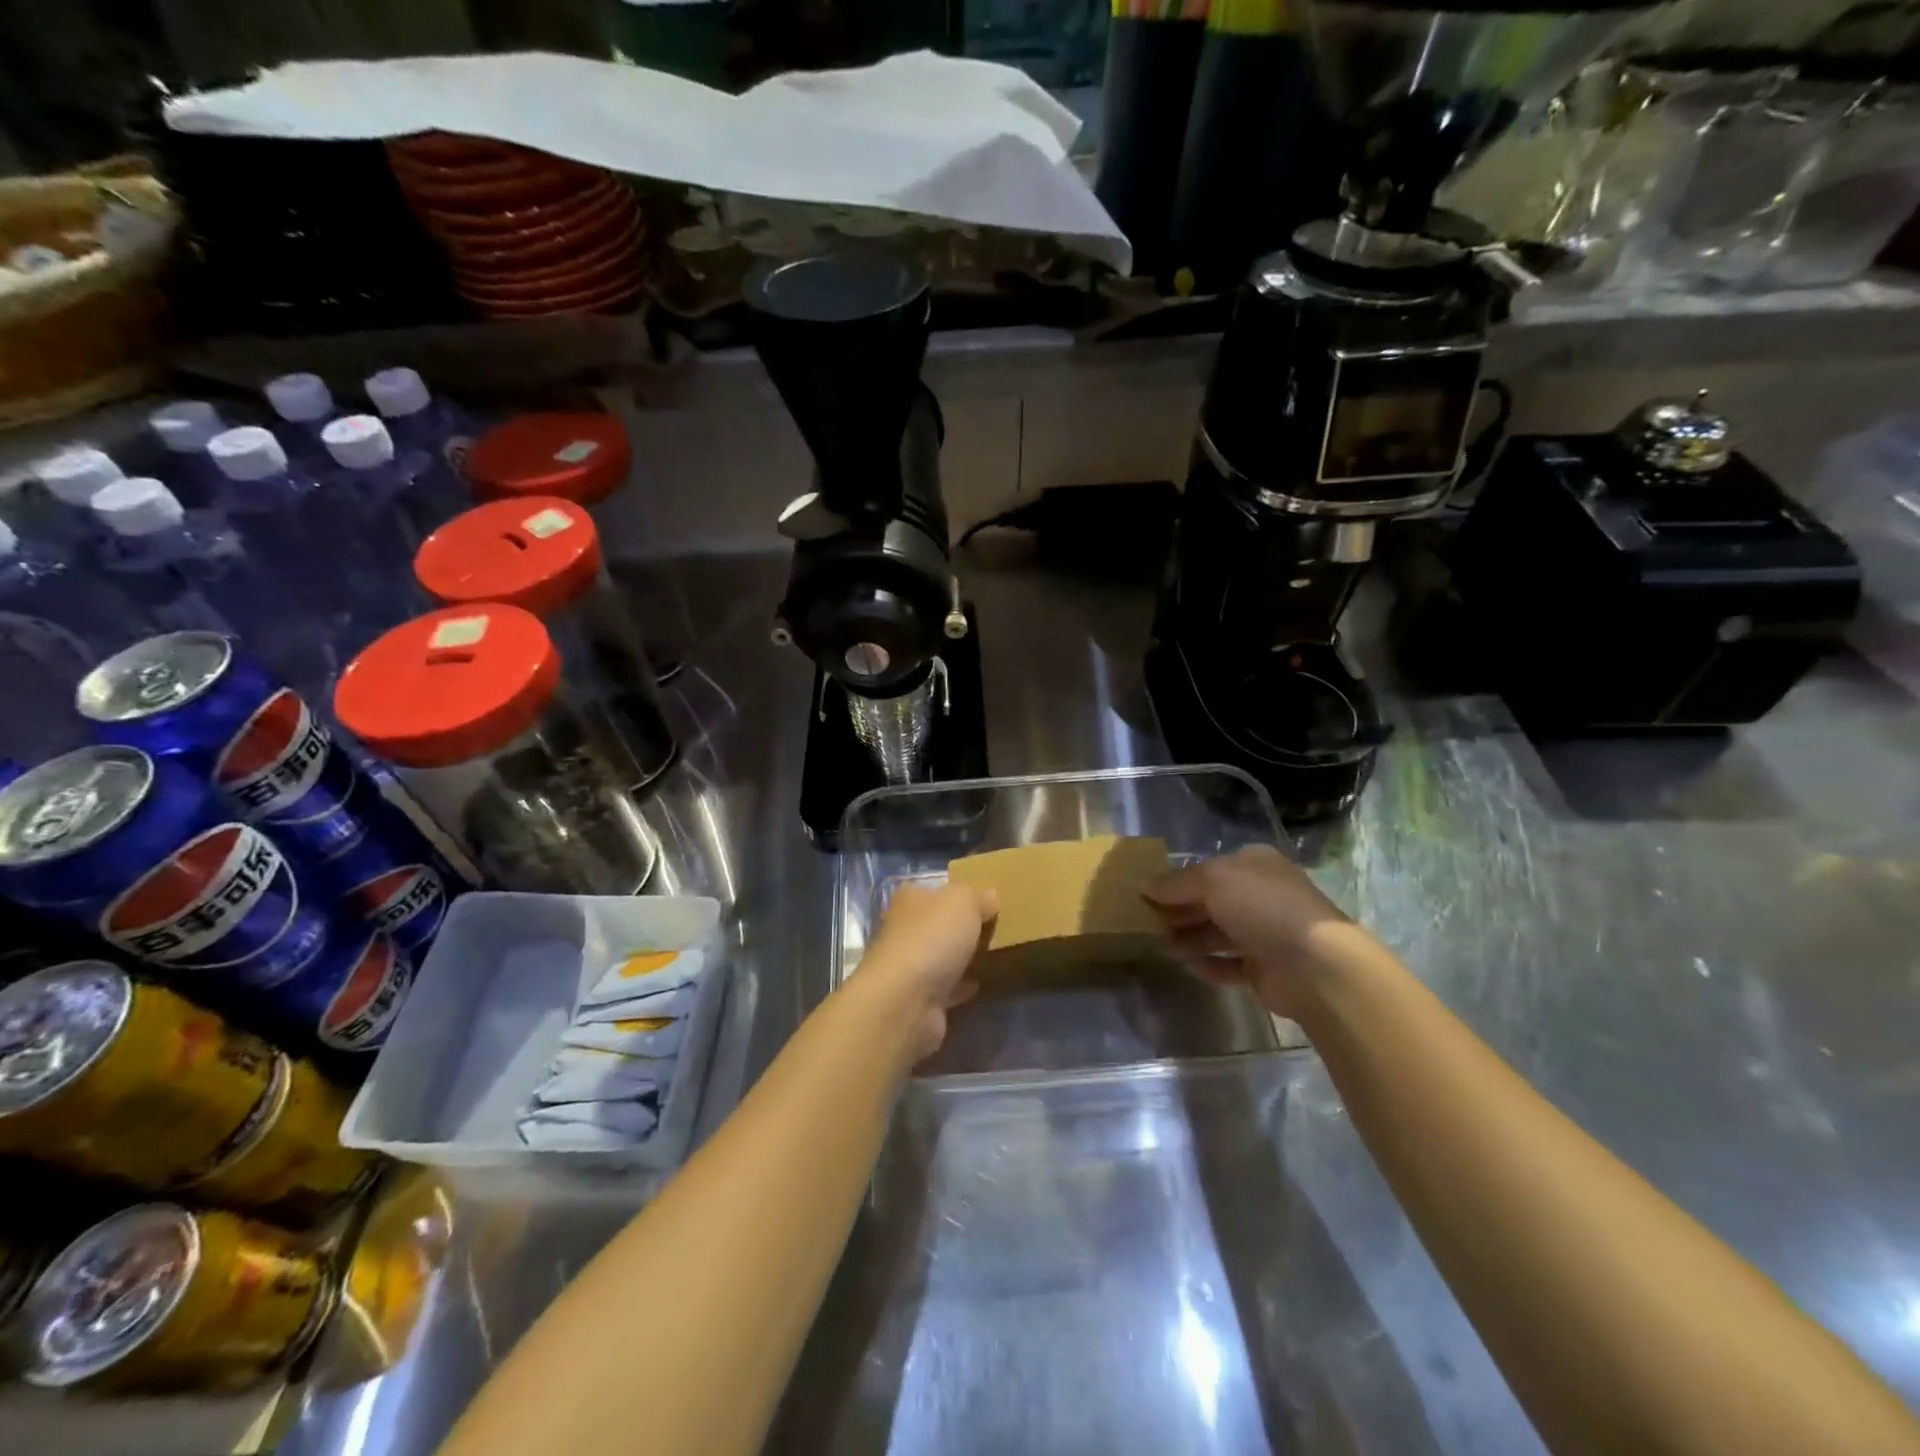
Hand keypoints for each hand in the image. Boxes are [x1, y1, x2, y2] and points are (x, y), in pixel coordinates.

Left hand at [854, 882, 998, 1061]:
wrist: (906, 1000)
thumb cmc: (932, 938)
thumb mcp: (964, 902)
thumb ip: (978, 897)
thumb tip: (990, 896)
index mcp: (909, 900)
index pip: (935, 892)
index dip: (959, 895)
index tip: (986, 903)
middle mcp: (903, 930)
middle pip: (936, 925)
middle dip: (960, 929)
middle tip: (994, 932)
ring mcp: (907, 967)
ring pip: (939, 957)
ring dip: (960, 959)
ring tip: (991, 958)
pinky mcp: (916, 999)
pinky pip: (944, 988)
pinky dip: (959, 987)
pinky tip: (978, 985)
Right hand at [1142, 845, 1361, 1019]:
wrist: (1313, 964)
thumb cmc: (1261, 906)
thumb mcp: (1212, 879)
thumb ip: (1176, 883)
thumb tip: (1145, 887)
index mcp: (1253, 864)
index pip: (1206, 869)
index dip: (1176, 880)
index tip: (1144, 894)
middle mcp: (1259, 895)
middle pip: (1209, 901)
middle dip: (1178, 911)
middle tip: (1144, 922)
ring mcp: (1264, 933)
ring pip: (1216, 933)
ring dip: (1188, 938)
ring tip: (1159, 945)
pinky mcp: (1264, 968)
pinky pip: (1228, 964)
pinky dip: (1207, 964)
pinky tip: (1187, 966)